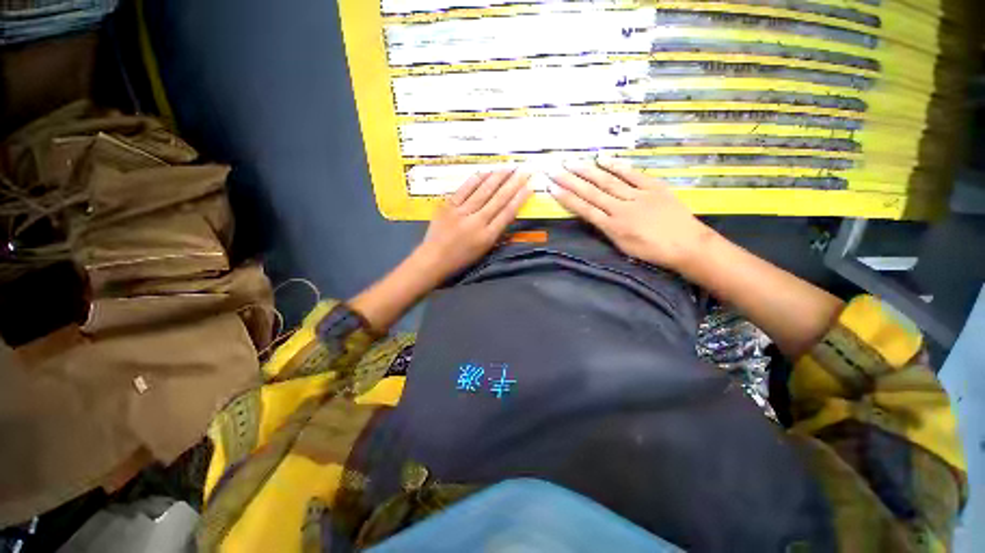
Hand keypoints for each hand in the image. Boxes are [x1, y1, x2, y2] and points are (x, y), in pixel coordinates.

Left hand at [414, 168, 532, 281]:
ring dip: (497, 177)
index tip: (529, 186)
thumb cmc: (461, 259)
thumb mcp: (484, 251)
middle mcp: (477, 222)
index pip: (507, 213)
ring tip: (508, 167)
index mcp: (487, 236)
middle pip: (498, 199)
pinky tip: (485, 171)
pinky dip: (475, 180)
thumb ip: (496, 233)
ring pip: (483, 191)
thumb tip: (507, 215)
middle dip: (513, 183)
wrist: (433, 259)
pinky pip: (464, 190)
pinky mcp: (448, 206)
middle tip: (523, 170)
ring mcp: (461, 212)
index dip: (520, 199)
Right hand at [547, 158, 714, 271]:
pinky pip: (632, 175)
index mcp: (612, 226)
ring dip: (588, 171)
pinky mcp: (653, 187)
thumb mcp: (623, 247)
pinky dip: (617, 166)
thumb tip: (594, 216)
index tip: (552, 188)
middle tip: (555, 169)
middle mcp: (621, 208)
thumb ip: (607, 229)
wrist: (688, 245)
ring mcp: (637, 196)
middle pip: (591, 192)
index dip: (567, 198)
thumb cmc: (653, 252)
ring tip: (572, 162)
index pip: (584, 209)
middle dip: (571, 181)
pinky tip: (603, 159)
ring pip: (607, 181)